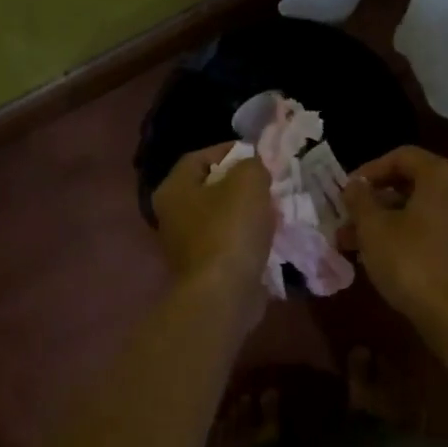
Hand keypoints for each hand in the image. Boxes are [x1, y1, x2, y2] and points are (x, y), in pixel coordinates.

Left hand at [152, 144, 273, 303]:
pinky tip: (269, 237)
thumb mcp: (248, 182)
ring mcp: (186, 246)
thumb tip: (253, 169)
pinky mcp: (204, 269)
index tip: (259, 156)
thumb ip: (252, 164)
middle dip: (241, 184)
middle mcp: (172, 215)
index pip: (200, 157)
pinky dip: (247, 239)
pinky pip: (229, 244)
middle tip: (270, 183)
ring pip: (221, 217)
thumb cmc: (230, 230)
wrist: (224, 295)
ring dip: (247, 213)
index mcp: (173, 189)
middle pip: (210, 188)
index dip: (230, 151)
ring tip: (274, 210)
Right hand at [345, 146, 447, 332]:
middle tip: (346, 223)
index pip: (402, 156)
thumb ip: (360, 200)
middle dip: (375, 203)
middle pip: (414, 185)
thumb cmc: (412, 262)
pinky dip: (410, 238)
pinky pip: (438, 233)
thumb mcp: (374, 228)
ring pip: (423, 212)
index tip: (346, 191)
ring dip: (388, 224)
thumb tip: (355, 185)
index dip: (369, 170)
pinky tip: (386, 261)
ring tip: (355, 247)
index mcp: (444, 176)